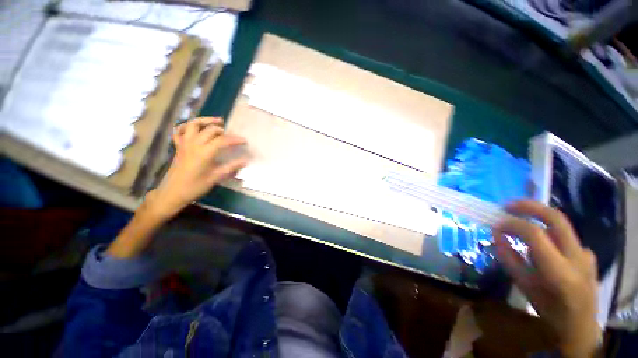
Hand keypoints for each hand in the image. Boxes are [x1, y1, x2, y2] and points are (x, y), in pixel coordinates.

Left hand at [147, 117, 247, 219]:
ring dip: (206, 121)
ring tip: (217, 122)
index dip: (235, 139)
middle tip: (232, 136)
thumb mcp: (215, 178)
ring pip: (193, 124)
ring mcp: (184, 143)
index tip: (244, 141)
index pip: (223, 141)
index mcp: (204, 153)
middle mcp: (194, 144)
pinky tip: (196, 129)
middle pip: (210, 129)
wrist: (173, 192)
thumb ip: (231, 167)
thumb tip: (245, 161)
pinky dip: (187, 126)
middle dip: (223, 131)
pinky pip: (180, 130)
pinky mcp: (178, 146)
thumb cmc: (195, 186)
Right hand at [494, 201, 599, 357]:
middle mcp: (577, 257)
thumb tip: (496, 234)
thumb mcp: (523, 286)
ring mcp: (586, 253)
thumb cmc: (548, 309)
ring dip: (538, 218)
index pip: (535, 234)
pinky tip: (542, 245)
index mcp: (559, 271)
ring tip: (520, 221)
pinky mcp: (588, 254)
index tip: (496, 223)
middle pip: (556, 218)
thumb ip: (509, 258)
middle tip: (508, 205)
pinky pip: (565, 237)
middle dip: (530, 206)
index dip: (513, 224)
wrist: (580, 326)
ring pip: (561, 225)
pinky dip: (548, 233)